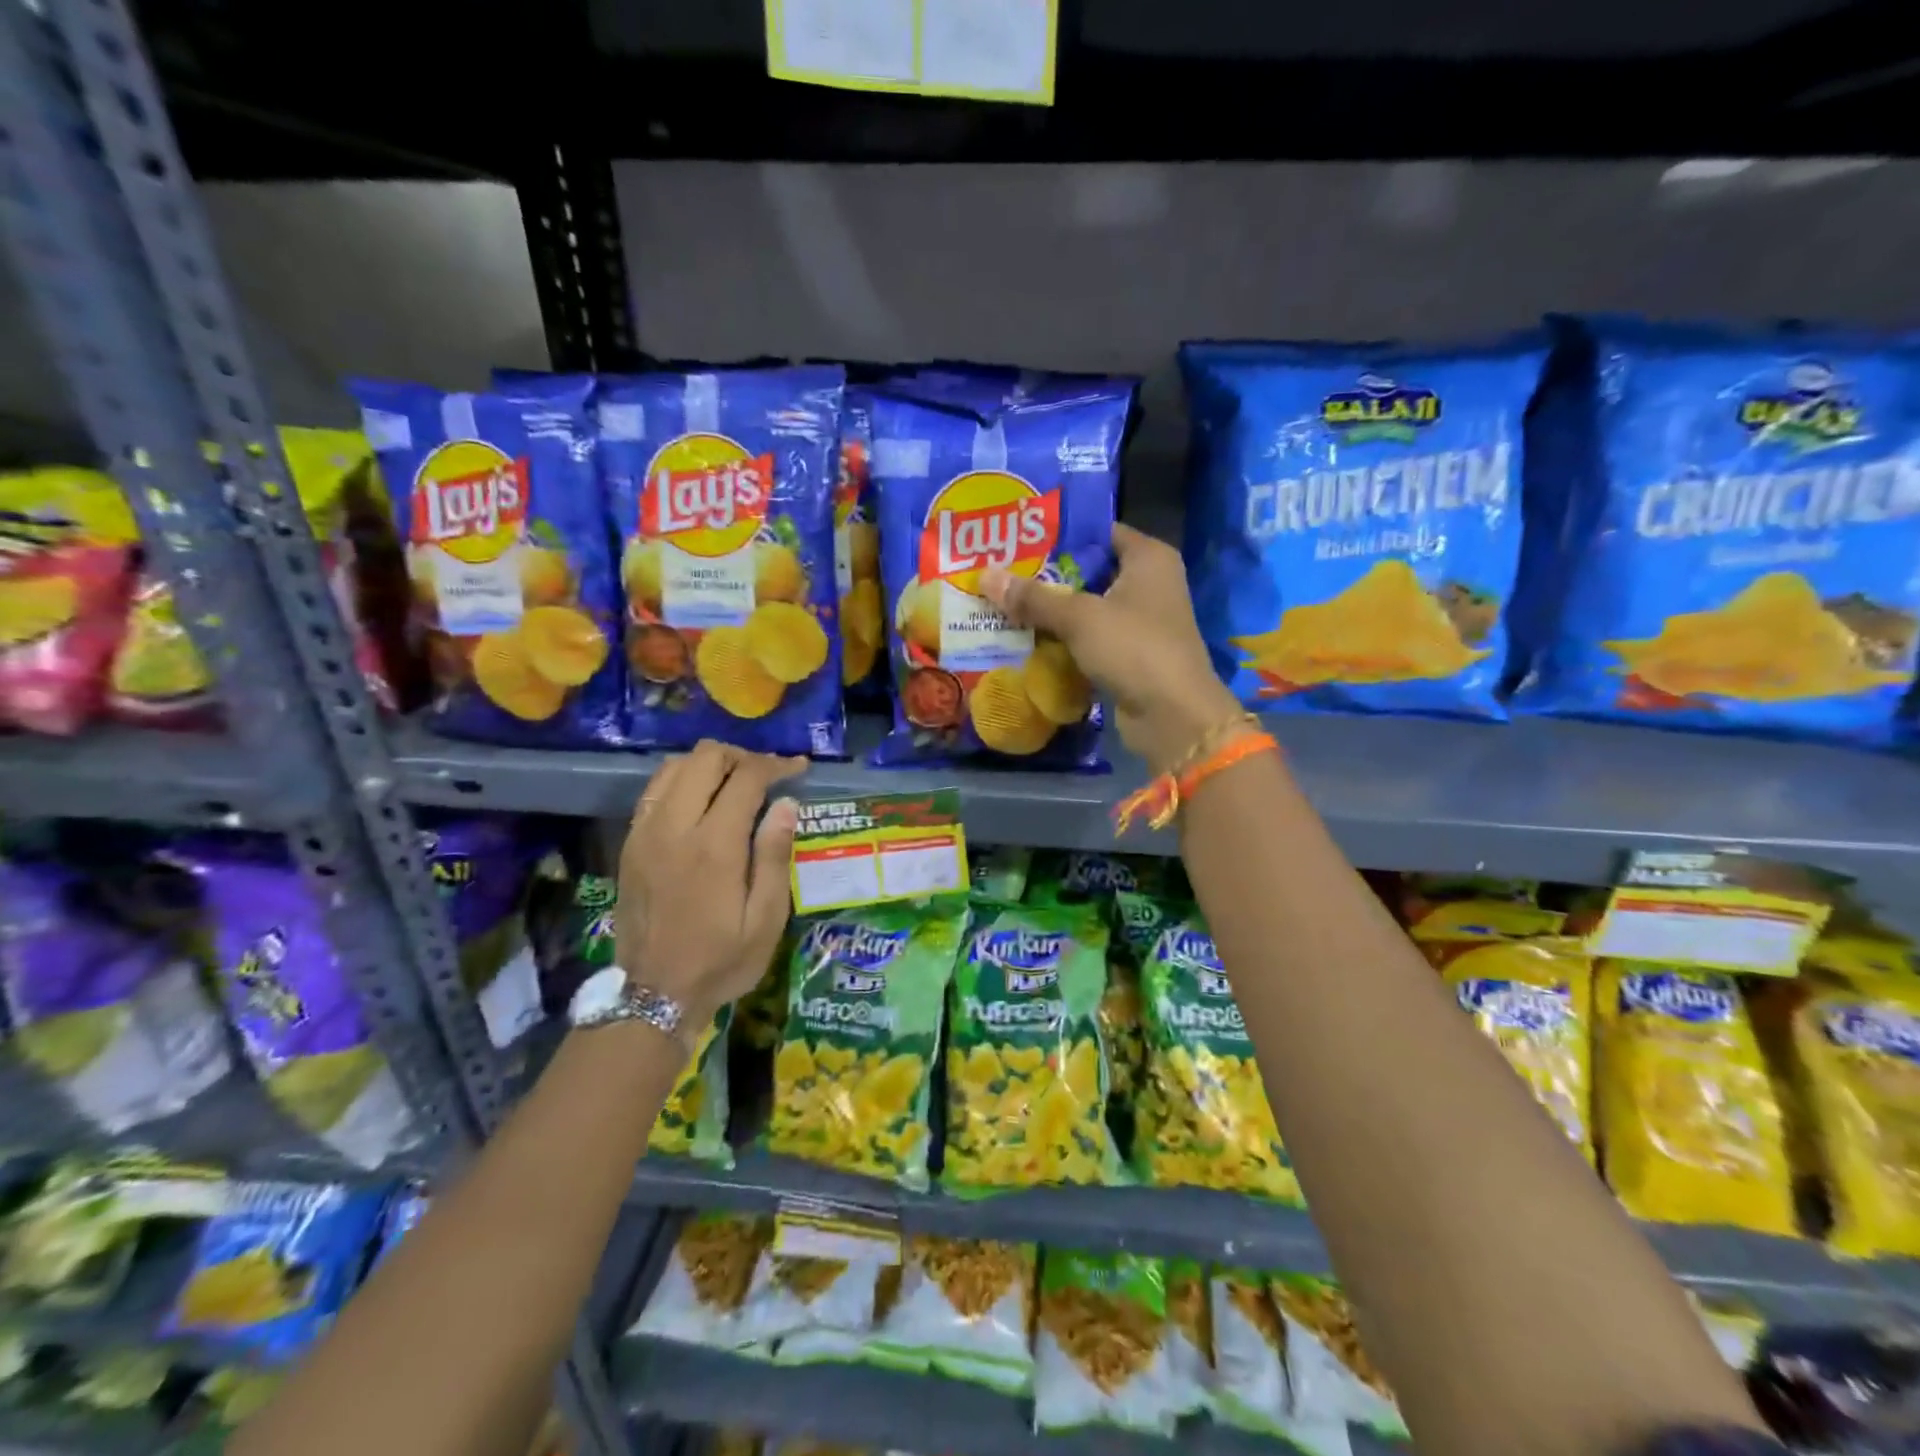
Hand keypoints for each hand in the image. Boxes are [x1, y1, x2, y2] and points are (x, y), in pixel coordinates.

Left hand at [617, 741, 804, 1030]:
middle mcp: (675, 827)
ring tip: (735, 782)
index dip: (776, 765)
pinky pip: (654, 791)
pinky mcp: (630, 844)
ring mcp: (645, 832)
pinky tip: (701, 800)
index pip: (746, 777)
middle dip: (742, 757)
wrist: (652, 995)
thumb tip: (786, 804)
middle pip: (705, 758)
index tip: (798, 768)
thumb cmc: (721, 960)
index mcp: (714, 845)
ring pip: (674, 767)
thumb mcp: (765, 919)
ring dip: (708, 764)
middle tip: (767, 775)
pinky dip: (681, 780)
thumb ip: (775, 857)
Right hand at [981, 523, 1241, 773]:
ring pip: (1087, 608)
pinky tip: (1026, 640)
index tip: (1017, 539)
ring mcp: (1141, 622)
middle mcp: (1149, 583)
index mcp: (1148, 558)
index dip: (1060, 535)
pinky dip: (1064, 640)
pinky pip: (1090, 639)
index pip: (1099, 532)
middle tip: (1001, 573)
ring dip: (1052, 612)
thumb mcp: (1079, 617)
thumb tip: (984, 575)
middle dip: (1047, 577)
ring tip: (1004, 604)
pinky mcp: (1131, 655)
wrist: (1172, 716)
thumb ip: (1033, 597)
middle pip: (1090, 571)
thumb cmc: (1133, 648)